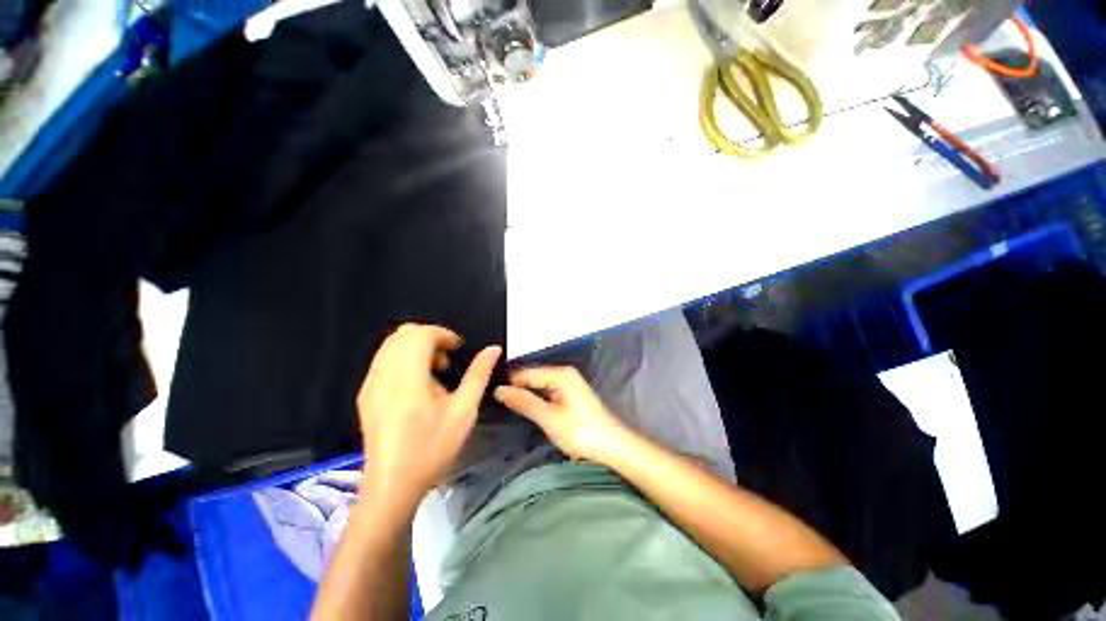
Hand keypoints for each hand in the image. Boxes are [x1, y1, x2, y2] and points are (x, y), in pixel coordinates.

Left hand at [357, 324, 500, 508]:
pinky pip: (383, 361)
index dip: (442, 334)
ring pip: (391, 346)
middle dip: (430, 337)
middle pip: (403, 334)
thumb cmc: (432, 448)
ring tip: (435, 371)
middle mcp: (383, 375)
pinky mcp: (365, 395)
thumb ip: (479, 375)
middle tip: (447, 358)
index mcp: (408, 378)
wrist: (392, 486)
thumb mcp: (463, 411)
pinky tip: (417, 385)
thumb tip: (493, 349)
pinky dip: (403, 359)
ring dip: (416, 348)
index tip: (458, 349)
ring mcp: (370, 385)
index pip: (419, 334)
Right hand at [494, 366, 629, 464]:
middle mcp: (564, 373)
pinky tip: (524, 408)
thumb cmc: (581, 431)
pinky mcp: (570, 395)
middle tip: (492, 403)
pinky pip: (547, 392)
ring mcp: (568, 384)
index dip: (507, 384)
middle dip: (515, 389)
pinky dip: (535, 400)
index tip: (487, 395)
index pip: (525, 372)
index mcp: (560, 374)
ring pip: (539, 386)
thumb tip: (498, 389)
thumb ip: (524, 402)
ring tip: (503, 406)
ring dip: (524, 395)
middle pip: (532, 377)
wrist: (613, 446)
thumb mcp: (549, 418)